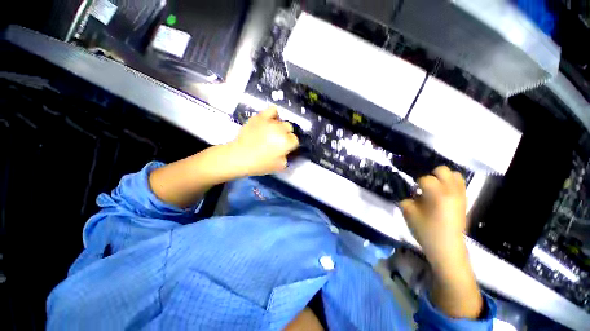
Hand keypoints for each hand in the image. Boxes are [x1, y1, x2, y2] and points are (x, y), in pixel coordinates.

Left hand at [228, 107, 298, 176]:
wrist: (239, 156)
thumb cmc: (260, 164)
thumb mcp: (280, 166)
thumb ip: (287, 157)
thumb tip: (286, 150)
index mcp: (286, 142)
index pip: (295, 140)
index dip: (290, 145)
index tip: (284, 149)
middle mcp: (280, 129)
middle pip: (289, 128)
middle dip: (285, 135)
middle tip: (277, 142)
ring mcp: (270, 122)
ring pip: (281, 121)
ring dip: (279, 127)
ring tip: (272, 132)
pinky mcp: (260, 117)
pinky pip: (272, 110)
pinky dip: (274, 115)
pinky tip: (271, 121)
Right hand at [399, 166, 466, 266]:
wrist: (447, 248)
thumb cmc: (426, 231)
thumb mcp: (408, 214)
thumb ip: (406, 199)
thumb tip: (409, 194)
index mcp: (438, 194)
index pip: (425, 178)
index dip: (417, 184)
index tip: (414, 193)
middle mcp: (452, 191)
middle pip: (443, 170)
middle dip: (432, 176)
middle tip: (425, 188)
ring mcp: (461, 196)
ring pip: (454, 175)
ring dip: (443, 179)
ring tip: (435, 190)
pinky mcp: (464, 201)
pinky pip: (459, 184)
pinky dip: (450, 185)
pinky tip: (442, 195)